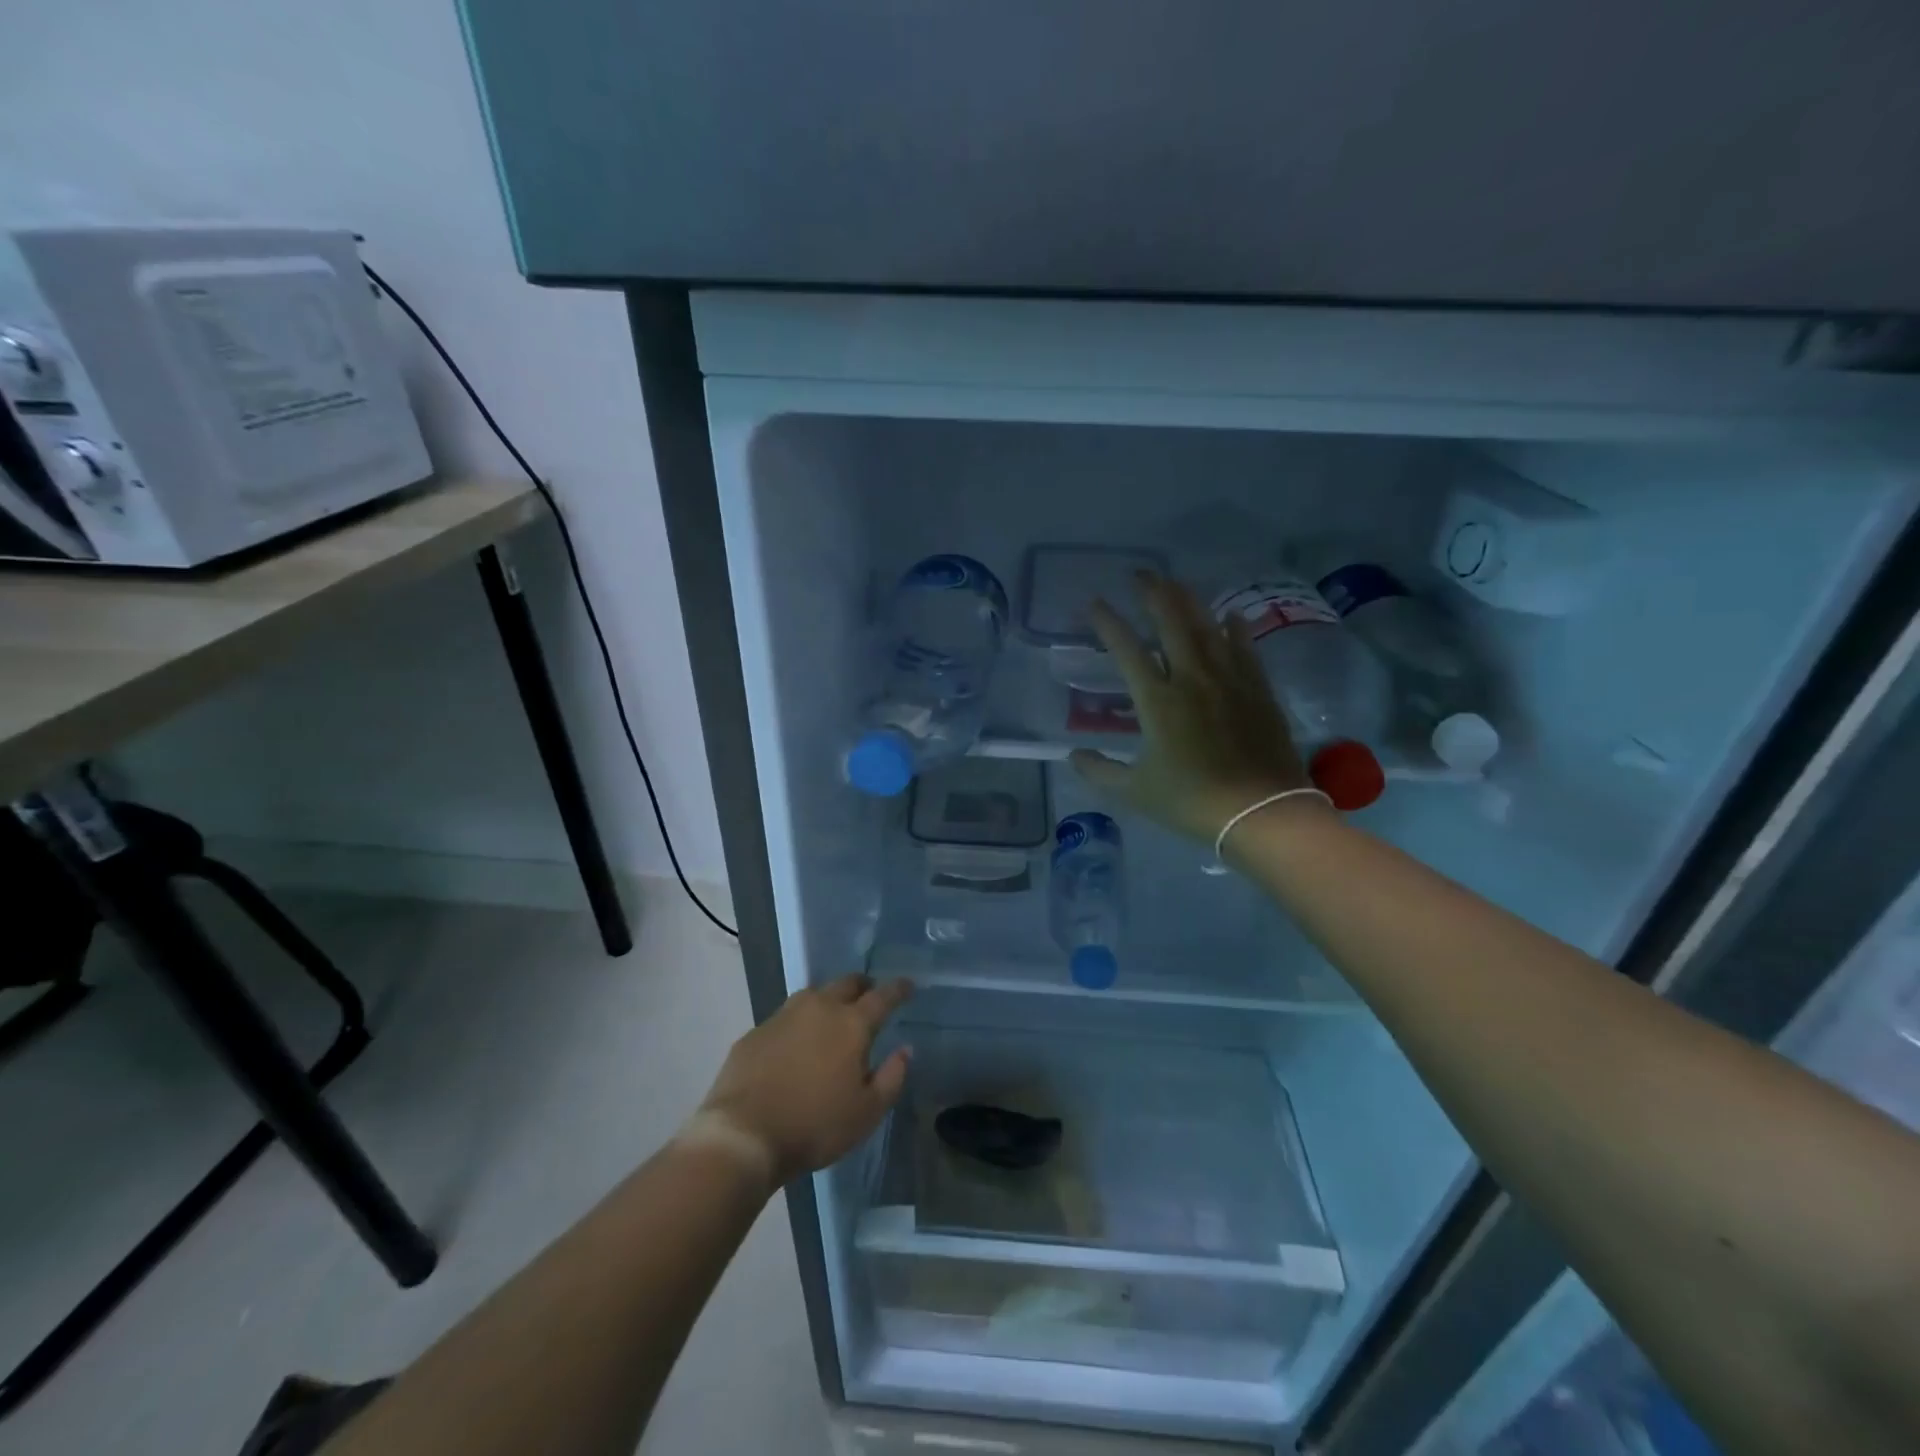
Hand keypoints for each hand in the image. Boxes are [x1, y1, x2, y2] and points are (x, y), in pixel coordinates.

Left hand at [698, 974, 913, 1185]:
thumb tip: (905, 1050)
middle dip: (863, 985)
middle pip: (846, 983)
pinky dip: (798, 1023)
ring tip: (832, 1015)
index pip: (882, 996)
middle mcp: (819, 1008)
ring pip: (813, 994)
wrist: (742, 1135)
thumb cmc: (814, 1126)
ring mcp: (783, 1016)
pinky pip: (785, 1018)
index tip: (908, 985)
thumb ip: (892, 1077)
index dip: (898, 989)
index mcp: (851, 1024)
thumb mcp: (866, 1112)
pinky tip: (795, 1042)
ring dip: (828, 999)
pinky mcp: (755, 1032)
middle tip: (870, 995)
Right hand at [1071, 572, 1309, 842]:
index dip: (1108, 623)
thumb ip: (1099, 771)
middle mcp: (1192, 679)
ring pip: (1208, 627)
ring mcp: (1229, 681)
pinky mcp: (1258, 690)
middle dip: (1153, 593)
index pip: (1127, 650)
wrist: (1262, 812)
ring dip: (1189, 601)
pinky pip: (1245, 648)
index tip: (1092, 602)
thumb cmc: (1192, 802)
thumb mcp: (1136, 791)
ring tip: (1175, 583)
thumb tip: (1073, 755)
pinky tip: (1230, 615)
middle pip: (1171, 623)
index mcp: (1158, 701)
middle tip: (1140, 574)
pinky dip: (1234, 628)